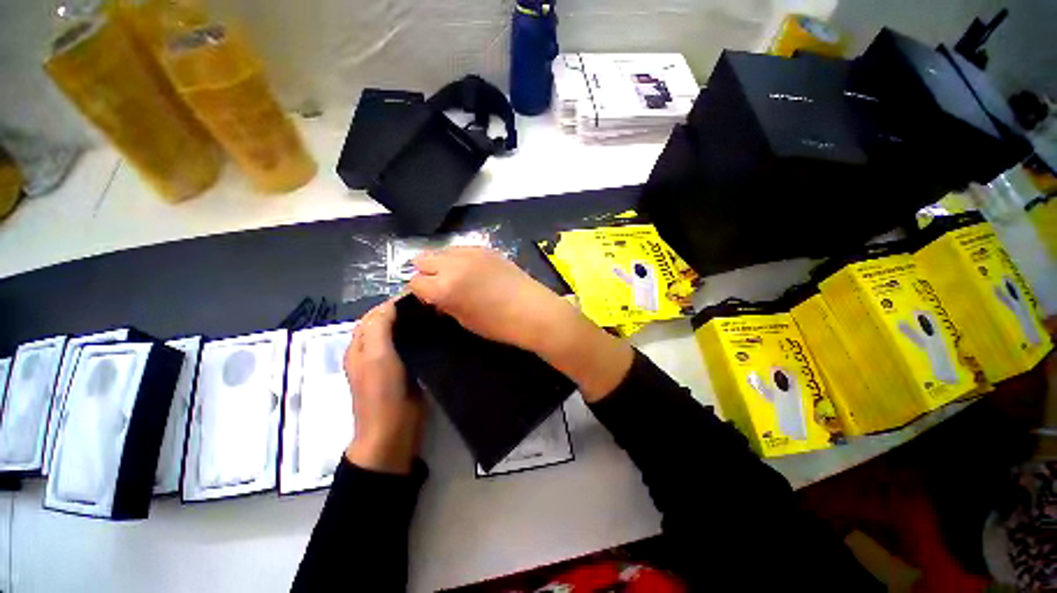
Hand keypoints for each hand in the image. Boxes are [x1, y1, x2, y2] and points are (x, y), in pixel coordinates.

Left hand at [344, 299, 424, 473]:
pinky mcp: (405, 370)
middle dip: (406, 311)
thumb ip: (379, 327)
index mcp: (360, 345)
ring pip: (401, 334)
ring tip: (437, 315)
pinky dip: (421, 337)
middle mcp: (372, 350)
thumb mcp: (376, 356)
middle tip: (431, 305)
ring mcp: (389, 362)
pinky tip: (436, 334)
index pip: (376, 314)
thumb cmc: (382, 392)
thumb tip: (392, 303)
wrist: (394, 431)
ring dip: (414, 323)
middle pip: (388, 322)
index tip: (420, 295)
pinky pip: (411, 346)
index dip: (394, 302)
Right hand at [409, 247, 633, 401]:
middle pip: (423, 259)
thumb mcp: (465, 320)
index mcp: (445, 287)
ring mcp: (471, 252)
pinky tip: (474, 271)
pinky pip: (462, 249)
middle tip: (440, 287)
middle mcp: (454, 264)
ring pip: (441, 251)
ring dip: (442, 263)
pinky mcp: (487, 248)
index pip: (414, 282)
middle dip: (427, 273)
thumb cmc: (499, 324)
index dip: (420, 292)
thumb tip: (434, 296)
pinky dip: (460, 258)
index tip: (430, 299)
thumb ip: (444, 304)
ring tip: (457, 278)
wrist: (534, 311)